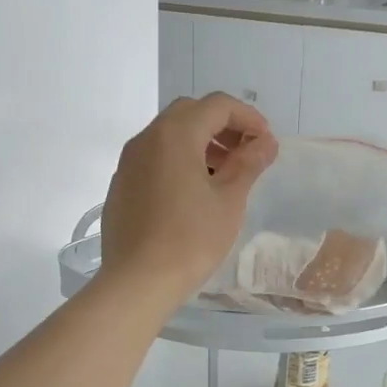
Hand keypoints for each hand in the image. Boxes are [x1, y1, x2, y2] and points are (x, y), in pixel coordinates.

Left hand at [98, 94, 275, 306]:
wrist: (137, 281)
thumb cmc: (190, 240)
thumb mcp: (229, 201)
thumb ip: (248, 164)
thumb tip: (264, 143)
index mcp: (175, 134)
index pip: (217, 105)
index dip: (248, 117)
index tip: (266, 142)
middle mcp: (146, 139)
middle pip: (189, 113)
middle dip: (222, 126)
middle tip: (245, 154)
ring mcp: (128, 162)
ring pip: (168, 135)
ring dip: (199, 143)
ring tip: (222, 175)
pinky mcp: (120, 185)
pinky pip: (153, 159)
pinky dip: (177, 161)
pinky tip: (192, 194)